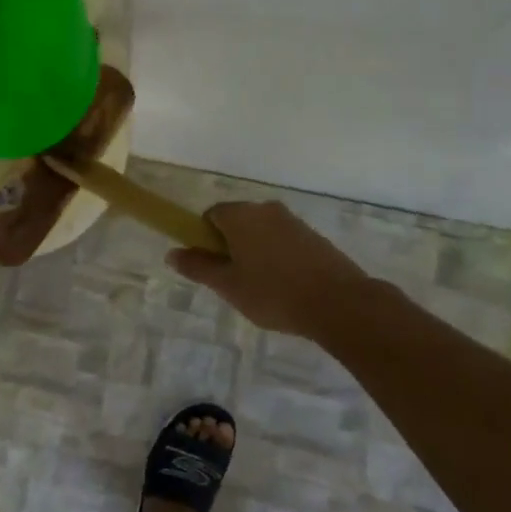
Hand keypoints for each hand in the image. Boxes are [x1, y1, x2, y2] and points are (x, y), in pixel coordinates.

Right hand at [168, 201, 376, 339]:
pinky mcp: (314, 236)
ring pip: (262, 232)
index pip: (211, 215)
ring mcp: (292, 221)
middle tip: (235, 282)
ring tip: (263, 289)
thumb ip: (198, 267)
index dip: (205, 239)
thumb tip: (172, 253)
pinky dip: (279, 258)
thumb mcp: (228, 285)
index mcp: (240, 215)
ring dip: (256, 253)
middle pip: (237, 221)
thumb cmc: (274, 293)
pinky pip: (284, 241)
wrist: (339, 302)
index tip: (212, 267)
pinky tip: (286, 287)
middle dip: (231, 246)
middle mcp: (265, 209)